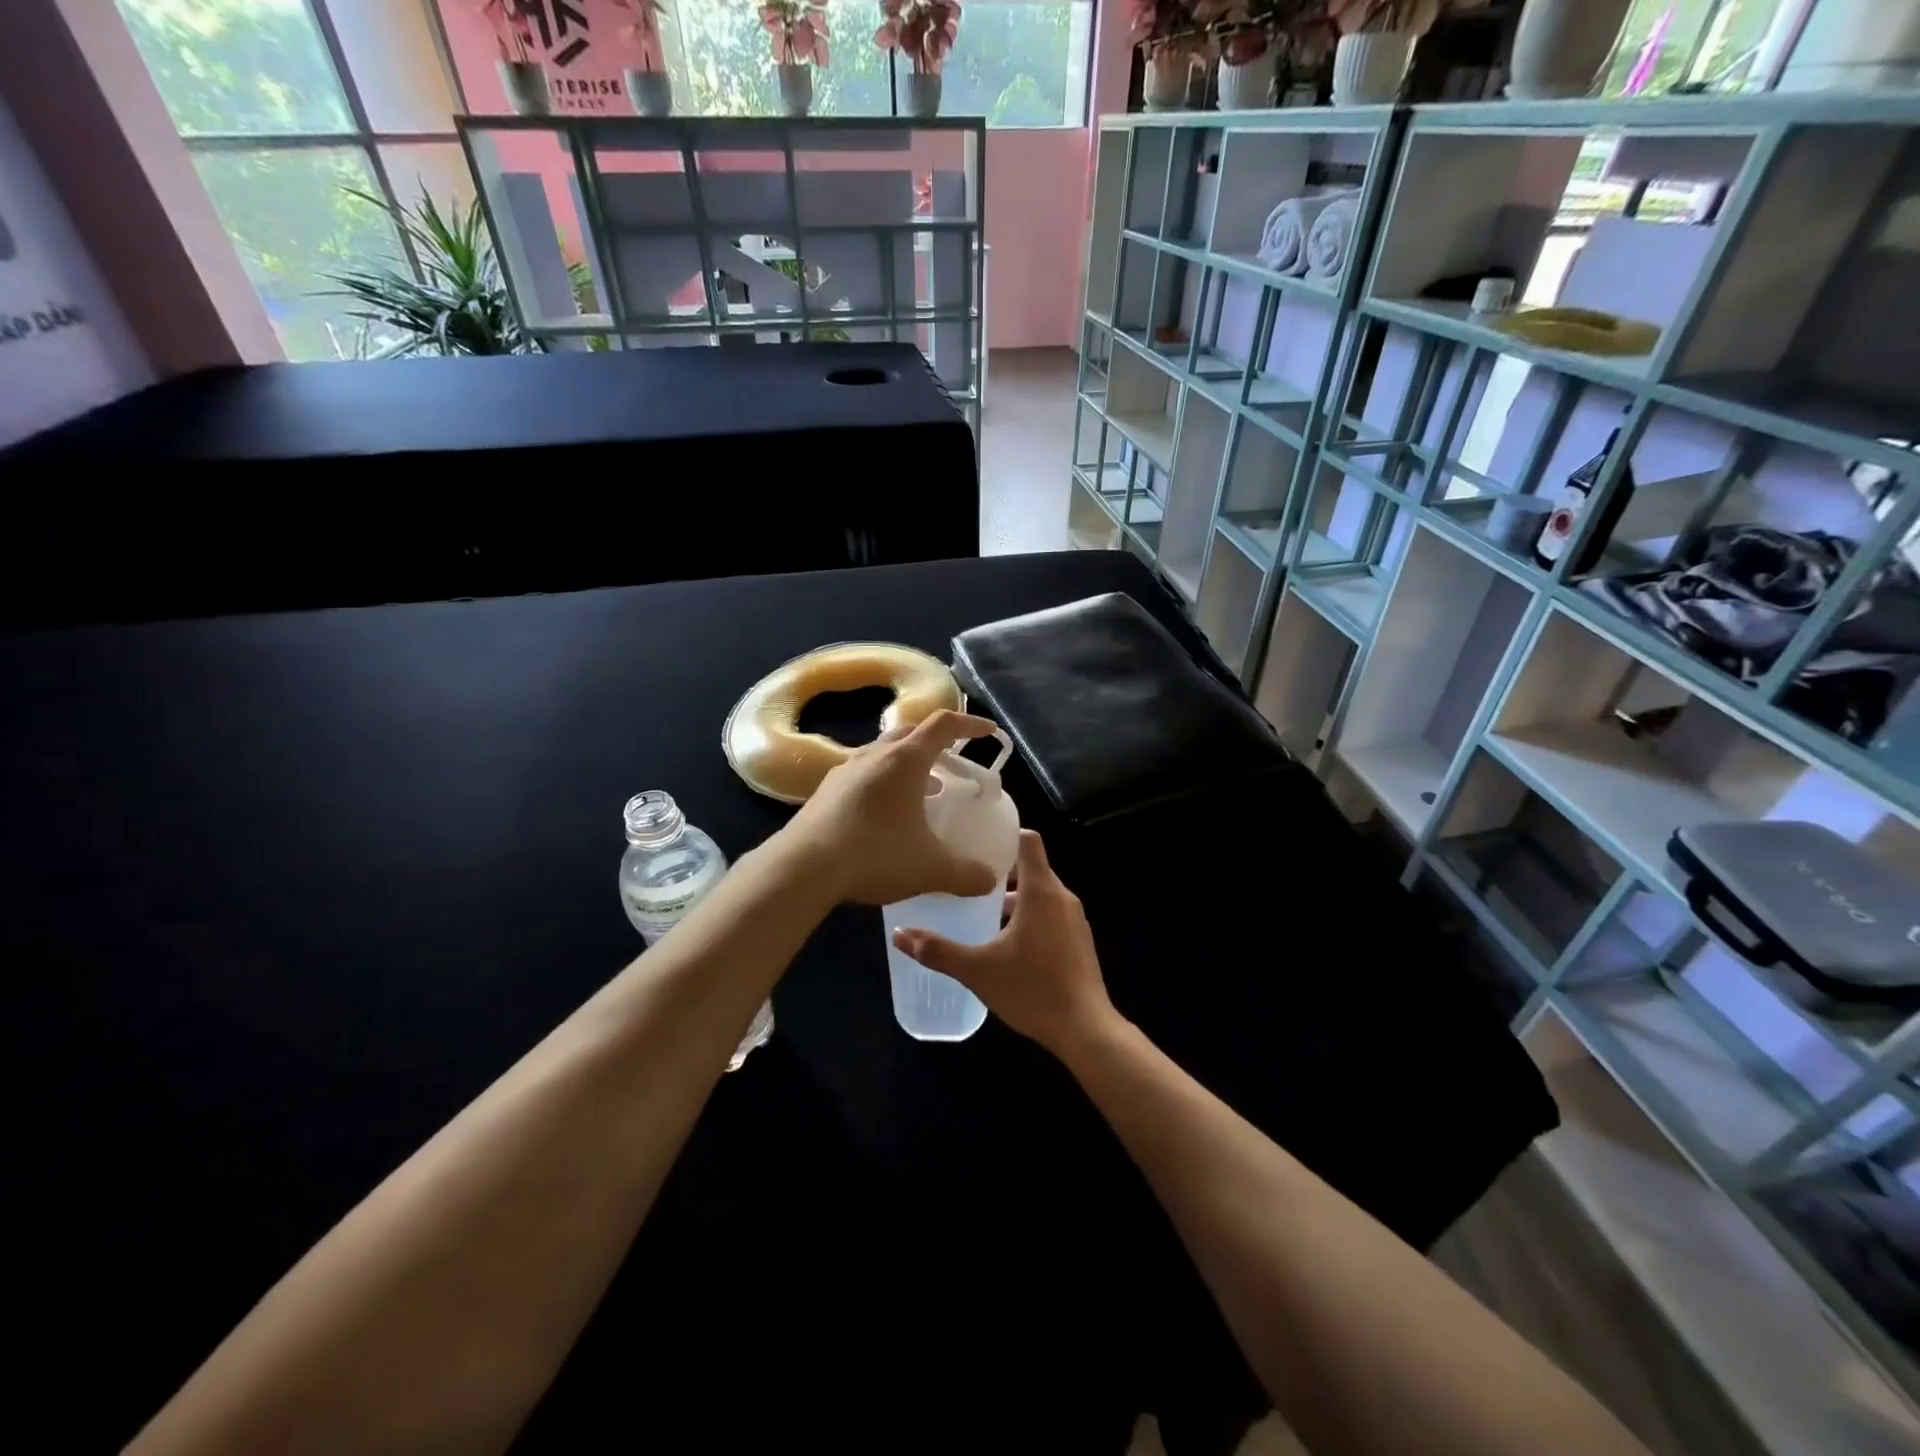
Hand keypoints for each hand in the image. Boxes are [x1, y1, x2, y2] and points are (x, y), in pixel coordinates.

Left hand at [774, 709, 1002, 905]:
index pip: (944, 724)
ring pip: (884, 753)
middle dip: (936, 744)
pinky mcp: (825, 790)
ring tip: (924, 793)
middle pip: (911, 733)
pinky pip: (863, 774)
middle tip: (953, 766)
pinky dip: (883, 783)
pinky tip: (885, 815)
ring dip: (908, 765)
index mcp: (905, 759)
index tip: (988, 733)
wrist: (803, 866)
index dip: (970, 724)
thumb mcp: (929, 868)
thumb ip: (965, 874)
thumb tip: (989, 880)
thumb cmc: (875, 854)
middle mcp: (875, 754)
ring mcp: (845, 770)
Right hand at [891, 830, 1114, 1053]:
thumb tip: (899, 935)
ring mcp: (1075, 920)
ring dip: (1014, 898)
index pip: (1028, 841)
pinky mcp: (1079, 941)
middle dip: (1000, 872)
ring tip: (981, 912)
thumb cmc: (1032, 990)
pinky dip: (1030, 917)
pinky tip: (1007, 943)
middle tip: (967, 879)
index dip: (1005, 835)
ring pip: (1041, 894)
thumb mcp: (978, 970)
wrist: (1085, 1029)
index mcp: (1040, 892)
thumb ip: (938, 951)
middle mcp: (1062, 897)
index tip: (977, 842)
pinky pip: (1051, 914)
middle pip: (1031, 868)